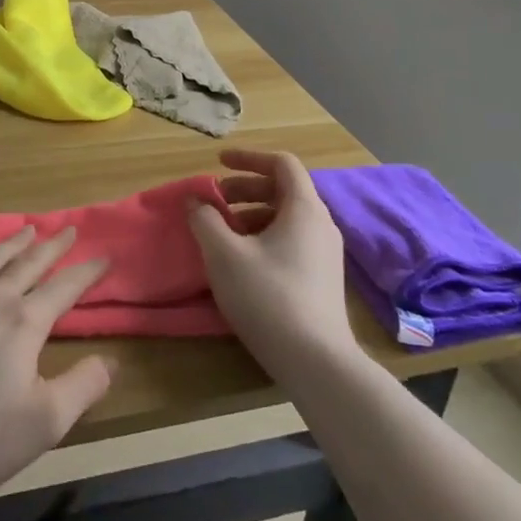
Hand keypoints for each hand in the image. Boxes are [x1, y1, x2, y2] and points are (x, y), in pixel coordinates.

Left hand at [0, 225, 114, 494]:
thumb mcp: (43, 422)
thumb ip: (82, 388)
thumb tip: (111, 360)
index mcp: (26, 322)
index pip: (65, 288)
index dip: (87, 273)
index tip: (104, 257)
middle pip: (29, 264)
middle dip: (52, 246)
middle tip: (68, 229)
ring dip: (13, 243)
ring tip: (27, 228)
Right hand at [187, 149, 356, 375]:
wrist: (316, 362)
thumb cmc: (268, 296)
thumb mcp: (224, 254)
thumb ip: (205, 219)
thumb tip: (195, 200)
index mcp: (304, 208)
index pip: (281, 163)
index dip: (248, 158)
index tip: (218, 164)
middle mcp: (321, 224)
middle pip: (283, 189)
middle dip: (245, 189)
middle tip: (215, 201)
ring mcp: (325, 253)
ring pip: (286, 217)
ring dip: (252, 215)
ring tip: (223, 233)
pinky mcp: (322, 279)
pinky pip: (292, 240)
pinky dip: (264, 236)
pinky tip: (242, 261)